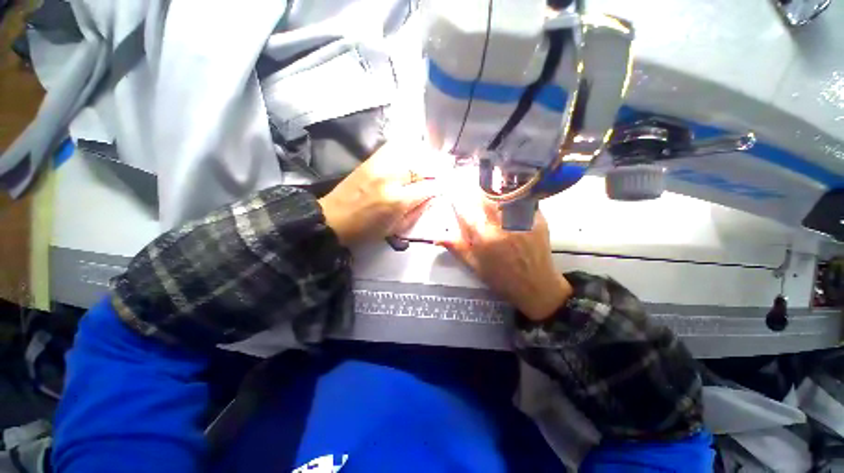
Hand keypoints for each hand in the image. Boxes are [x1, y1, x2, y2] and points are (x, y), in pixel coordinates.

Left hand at [319, 141, 440, 246]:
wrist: (333, 219)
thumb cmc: (366, 230)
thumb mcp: (395, 228)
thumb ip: (417, 211)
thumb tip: (432, 196)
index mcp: (398, 200)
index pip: (429, 187)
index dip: (441, 186)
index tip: (447, 186)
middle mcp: (391, 178)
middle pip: (422, 166)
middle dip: (437, 169)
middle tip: (443, 172)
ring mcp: (380, 165)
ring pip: (411, 152)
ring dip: (424, 157)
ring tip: (430, 163)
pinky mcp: (370, 160)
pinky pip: (394, 147)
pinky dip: (407, 148)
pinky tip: (412, 154)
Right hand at [440, 194, 572, 320]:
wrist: (536, 286)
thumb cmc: (502, 278)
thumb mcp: (475, 266)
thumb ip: (457, 248)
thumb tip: (437, 237)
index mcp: (484, 237)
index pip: (466, 210)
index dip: (458, 201)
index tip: (455, 196)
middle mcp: (502, 225)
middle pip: (485, 197)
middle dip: (476, 193)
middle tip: (474, 194)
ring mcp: (522, 221)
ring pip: (504, 195)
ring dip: (494, 192)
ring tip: (490, 194)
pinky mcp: (538, 219)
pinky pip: (522, 200)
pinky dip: (513, 198)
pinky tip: (510, 202)